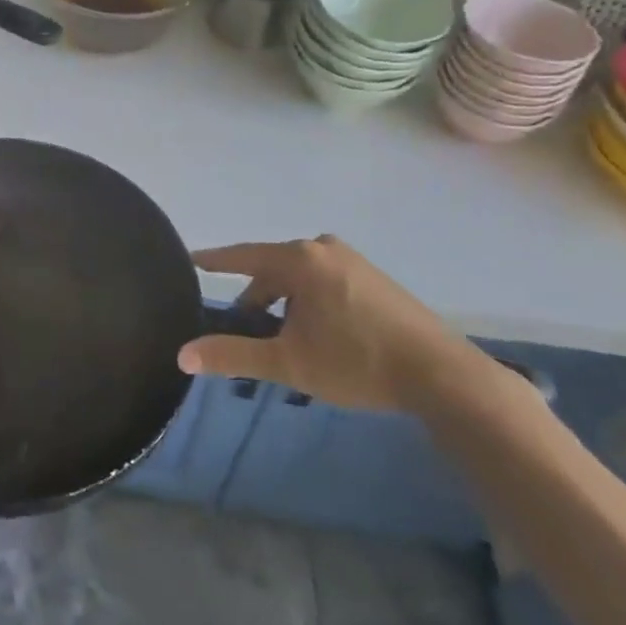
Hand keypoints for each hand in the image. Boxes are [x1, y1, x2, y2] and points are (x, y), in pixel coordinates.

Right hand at [180, 235, 473, 412]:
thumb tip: (183, 355)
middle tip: (245, 329)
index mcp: (299, 259)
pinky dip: (309, 302)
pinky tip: (317, 335)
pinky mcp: (374, 278)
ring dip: (284, 304)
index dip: (214, 261)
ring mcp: (353, 261)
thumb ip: (234, 355)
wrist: (442, 375)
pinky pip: (324, 282)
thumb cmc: (357, 361)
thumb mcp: (289, 362)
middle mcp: (323, 249)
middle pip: (272, 269)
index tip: (190, 259)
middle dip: (256, 298)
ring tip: (283, 341)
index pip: (242, 256)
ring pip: (300, 278)